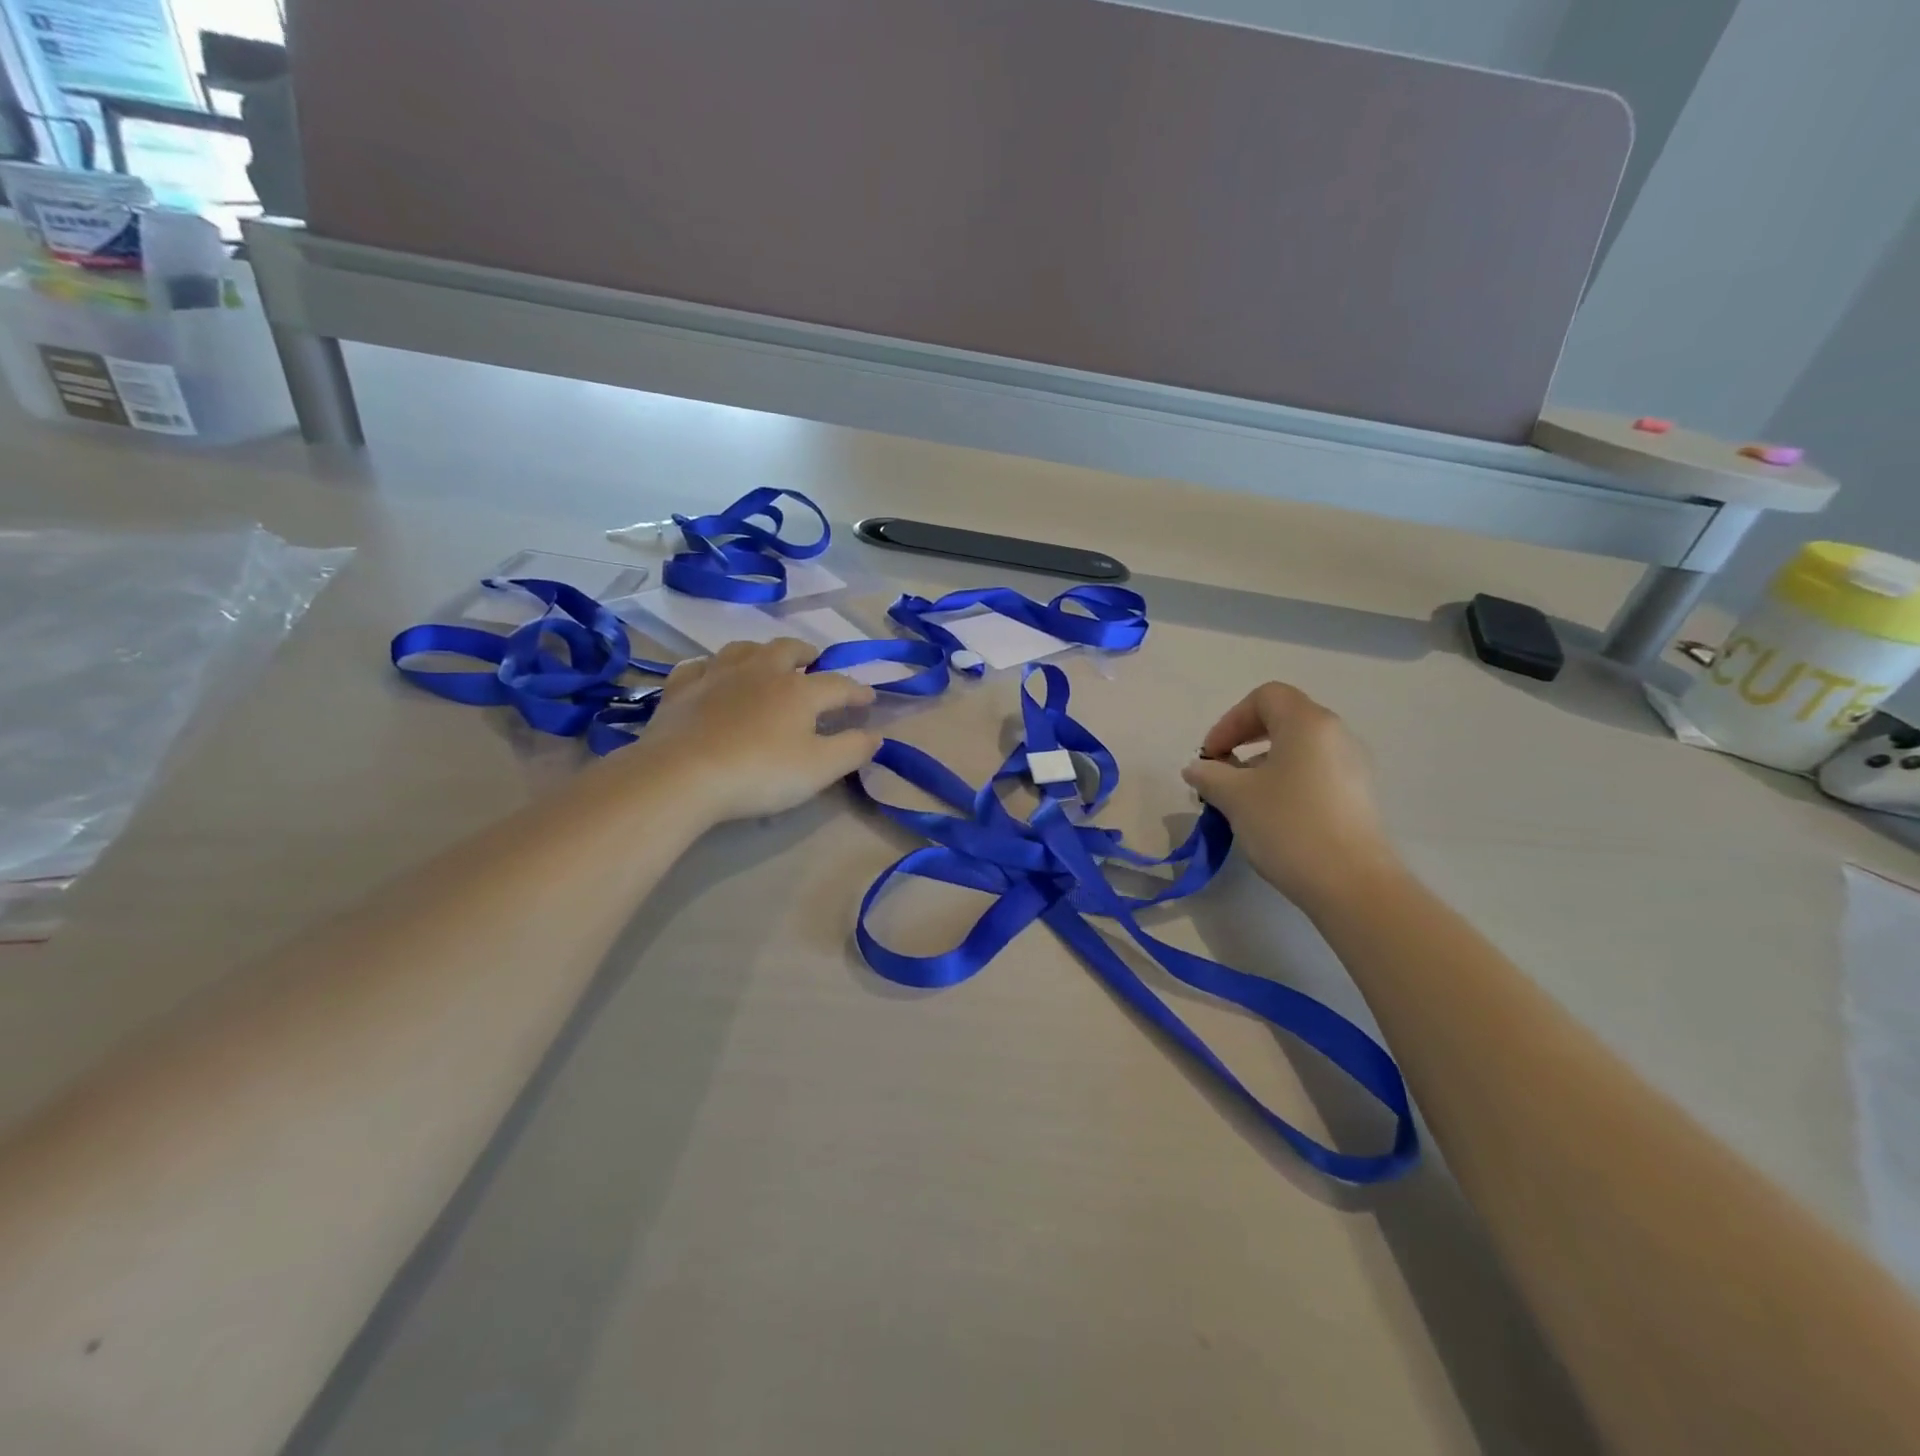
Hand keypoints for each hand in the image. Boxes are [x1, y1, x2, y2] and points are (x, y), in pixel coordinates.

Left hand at [628, 638, 881, 823]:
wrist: (681, 775)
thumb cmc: (759, 772)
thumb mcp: (819, 769)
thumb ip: (852, 749)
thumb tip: (875, 734)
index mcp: (798, 690)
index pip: (838, 685)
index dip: (857, 692)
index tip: (869, 699)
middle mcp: (760, 671)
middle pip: (788, 650)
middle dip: (806, 654)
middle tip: (814, 663)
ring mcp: (717, 675)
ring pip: (743, 649)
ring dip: (761, 652)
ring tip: (766, 662)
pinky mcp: (681, 689)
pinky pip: (699, 666)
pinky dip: (711, 667)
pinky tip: (711, 675)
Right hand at [1182, 682, 1401, 912]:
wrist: (1352, 883)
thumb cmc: (1288, 825)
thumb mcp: (1235, 797)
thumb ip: (1209, 775)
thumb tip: (1197, 768)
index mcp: (1307, 723)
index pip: (1265, 697)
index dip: (1230, 720)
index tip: (1212, 756)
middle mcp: (1336, 734)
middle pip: (1283, 719)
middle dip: (1244, 741)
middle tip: (1221, 773)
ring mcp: (1353, 765)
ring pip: (1298, 749)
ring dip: (1263, 764)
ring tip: (1241, 799)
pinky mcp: (1358, 796)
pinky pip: (1314, 773)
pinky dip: (1286, 782)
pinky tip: (1271, 816)